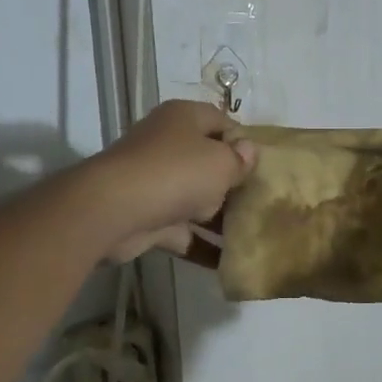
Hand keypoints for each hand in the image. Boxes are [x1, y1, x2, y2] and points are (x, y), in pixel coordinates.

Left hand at [83, 101, 257, 265]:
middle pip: (210, 162)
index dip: (246, 143)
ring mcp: (155, 182)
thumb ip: (241, 160)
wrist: (113, 211)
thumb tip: (248, 153)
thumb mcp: (221, 163)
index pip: (223, 123)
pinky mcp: (148, 216)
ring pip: (197, 199)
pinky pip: (183, 231)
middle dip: (236, 184)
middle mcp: (167, 145)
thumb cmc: (175, 173)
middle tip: (265, 203)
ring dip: (222, 219)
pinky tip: (230, 262)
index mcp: (184, 120)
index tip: (268, 167)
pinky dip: (203, 245)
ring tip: (255, 235)